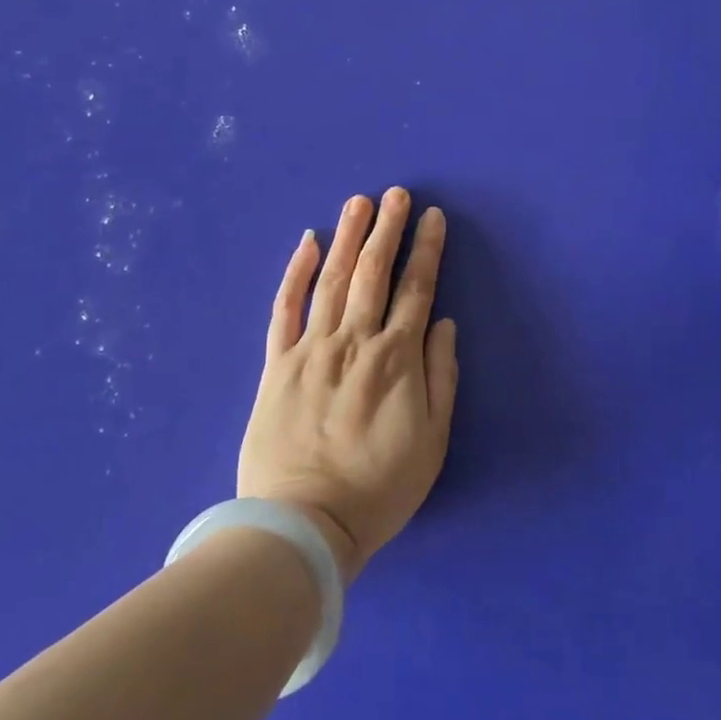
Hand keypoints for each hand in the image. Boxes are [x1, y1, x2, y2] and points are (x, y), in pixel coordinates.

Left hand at [238, 188, 457, 582]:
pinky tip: (308, 244)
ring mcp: (311, 349)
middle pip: (374, 273)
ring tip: (359, 202)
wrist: (303, 526)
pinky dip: (296, 273)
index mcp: (396, 360)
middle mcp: (355, 342)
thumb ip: (441, 377)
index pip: (417, 290)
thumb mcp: (432, 442)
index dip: (426, 250)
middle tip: (397, 194)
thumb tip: (444, 324)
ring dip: (348, 238)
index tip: (432, 217)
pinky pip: (286, 308)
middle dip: (387, 229)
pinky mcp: (276, 364)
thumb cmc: (378, 489)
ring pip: (333, 280)